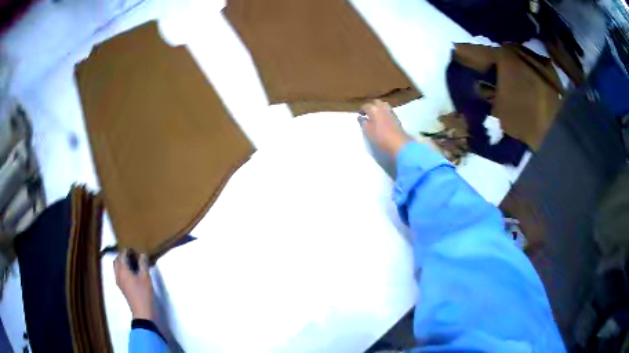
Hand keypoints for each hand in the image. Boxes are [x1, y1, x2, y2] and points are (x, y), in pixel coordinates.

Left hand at [114, 249, 153, 320]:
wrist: (141, 311)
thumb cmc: (143, 293)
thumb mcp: (146, 278)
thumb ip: (143, 264)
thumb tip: (142, 254)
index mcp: (123, 270)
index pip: (122, 255)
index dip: (127, 250)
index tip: (134, 248)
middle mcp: (118, 274)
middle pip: (117, 260)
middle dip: (122, 255)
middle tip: (132, 254)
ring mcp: (119, 281)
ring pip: (116, 267)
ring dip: (121, 262)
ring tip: (131, 262)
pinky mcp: (121, 287)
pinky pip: (118, 273)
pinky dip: (122, 269)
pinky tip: (131, 273)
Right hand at [359, 100, 410, 157]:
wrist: (399, 144)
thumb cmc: (381, 138)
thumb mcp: (368, 131)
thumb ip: (363, 123)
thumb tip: (360, 117)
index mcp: (374, 110)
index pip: (366, 106)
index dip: (362, 110)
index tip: (360, 115)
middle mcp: (383, 108)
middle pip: (376, 102)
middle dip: (371, 106)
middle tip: (368, 113)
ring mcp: (391, 112)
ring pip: (384, 105)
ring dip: (379, 108)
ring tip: (375, 115)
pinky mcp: (397, 118)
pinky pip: (389, 111)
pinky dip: (384, 112)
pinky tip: (383, 119)